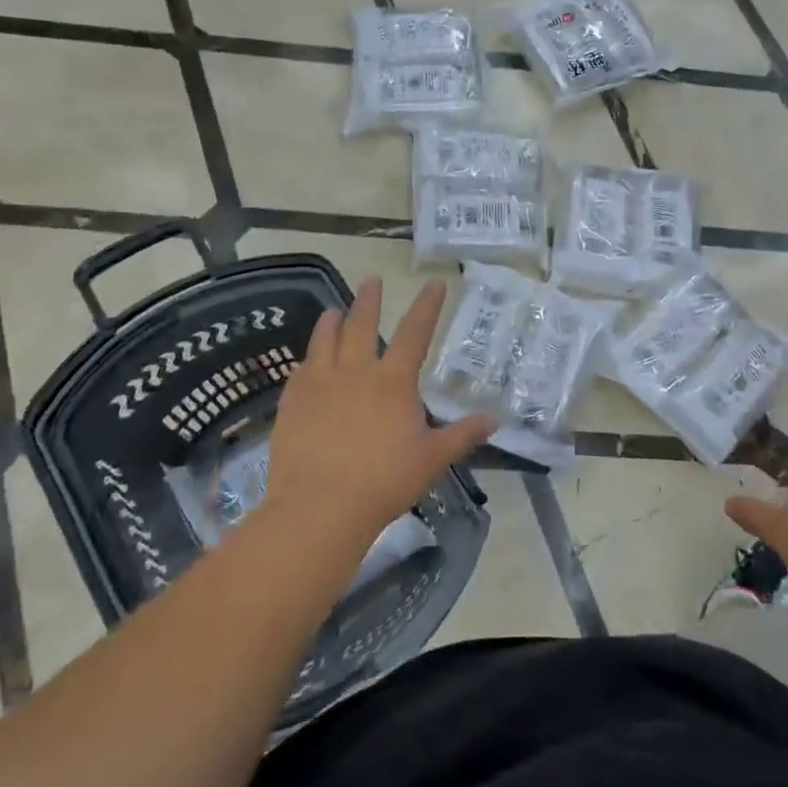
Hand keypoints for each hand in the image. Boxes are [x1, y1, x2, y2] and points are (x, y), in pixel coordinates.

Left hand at [261, 278, 496, 551]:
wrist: (320, 507)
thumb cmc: (384, 481)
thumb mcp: (433, 458)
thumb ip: (462, 434)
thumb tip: (495, 419)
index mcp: (393, 380)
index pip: (415, 332)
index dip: (427, 306)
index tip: (435, 283)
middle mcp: (355, 371)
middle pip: (362, 324)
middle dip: (369, 300)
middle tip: (371, 280)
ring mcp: (319, 384)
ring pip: (325, 340)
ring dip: (331, 322)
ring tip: (333, 311)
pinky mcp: (292, 403)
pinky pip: (300, 370)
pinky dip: (307, 359)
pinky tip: (306, 361)